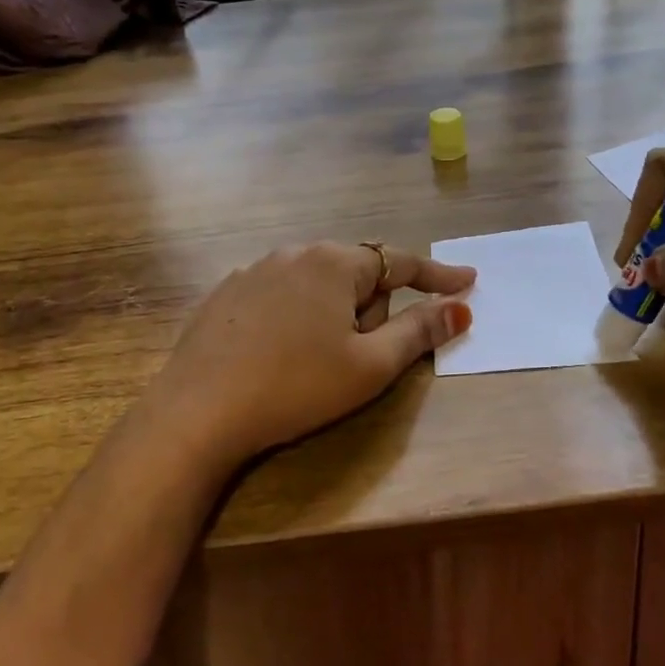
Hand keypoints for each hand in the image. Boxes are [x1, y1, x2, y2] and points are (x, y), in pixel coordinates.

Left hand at [144, 242, 474, 467]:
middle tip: (359, 357)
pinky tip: (279, 356)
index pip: (401, 261)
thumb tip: (460, 309)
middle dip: (371, 309)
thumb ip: (418, 332)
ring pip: (317, 285)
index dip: (438, 275)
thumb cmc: (295, 387)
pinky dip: (296, 317)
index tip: (467, 281)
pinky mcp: (226, 294)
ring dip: (333, 313)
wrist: (197, 412)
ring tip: (315, 362)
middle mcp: (295, 253)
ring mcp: (254, 270)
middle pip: (357, 274)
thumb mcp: (369, 366)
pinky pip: (281, 295)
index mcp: (334, 262)